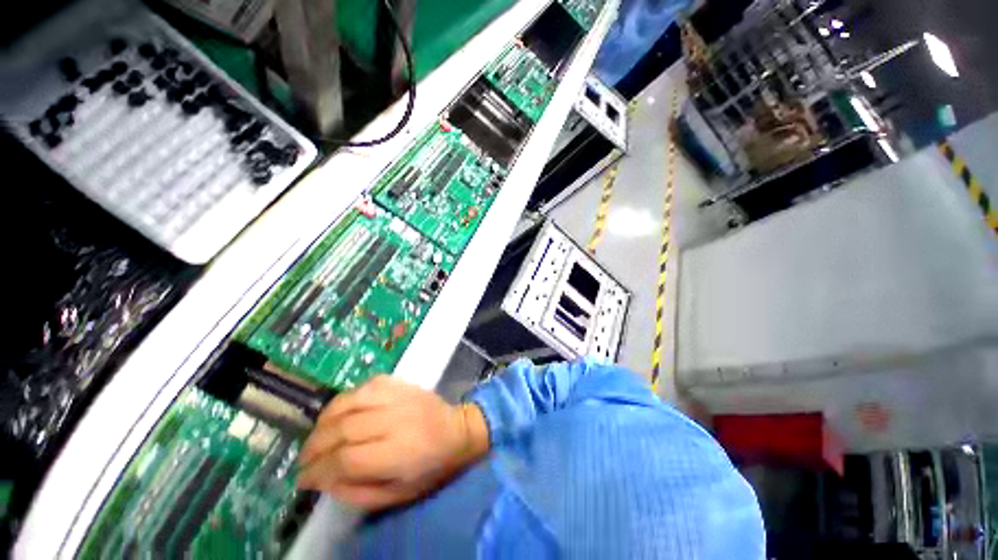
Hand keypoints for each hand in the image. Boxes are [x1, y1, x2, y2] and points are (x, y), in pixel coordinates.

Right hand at [297, 375, 489, 510]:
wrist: (458, 430)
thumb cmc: (431, 468)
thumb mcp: (398, 495)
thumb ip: (358, 492)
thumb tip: (323, 480)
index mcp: (400, 452)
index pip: (346, 459)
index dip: (318, 471)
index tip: (302, 479)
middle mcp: (397, 419)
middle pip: (343, 429)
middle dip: (314, 447)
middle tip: (303, 460)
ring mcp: (399, 396)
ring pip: (350, 402)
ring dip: (324, 420)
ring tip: (316, 436)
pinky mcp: (401, 383)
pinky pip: (365, 386)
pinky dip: (345, 399)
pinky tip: (339, 413)